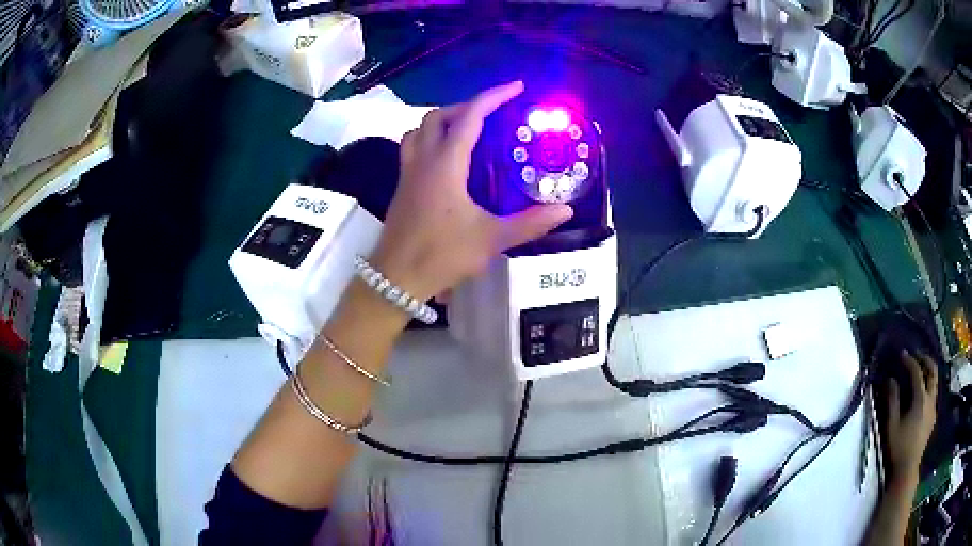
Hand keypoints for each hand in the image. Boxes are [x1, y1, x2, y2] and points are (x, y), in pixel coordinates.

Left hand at [370, 81, 573, 300]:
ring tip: (466, 130)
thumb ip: (530, 223)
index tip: (515, 87)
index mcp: (445, 165)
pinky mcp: (401, 188)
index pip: (469, 117)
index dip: (493, 97)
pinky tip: (446, 161)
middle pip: (437, 117)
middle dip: (466, 106)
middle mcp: (423, 161)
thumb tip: (565, 210)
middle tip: (492, 114)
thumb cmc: (441, 255)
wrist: (396, 279)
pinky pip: (412, 149)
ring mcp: (407, 174)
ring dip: (441, 121)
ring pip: (418, 131)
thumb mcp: (491, 240)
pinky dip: (429, 140)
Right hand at [885, 350, 937, 483]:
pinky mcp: (933, 417)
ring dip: (928, 373)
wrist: (907, 470)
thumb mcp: (891, 426)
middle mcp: (930, 399)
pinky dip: (929, 386)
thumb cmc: (897, 448)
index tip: (902, 354)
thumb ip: (892, 400)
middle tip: (916, 356)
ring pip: (935, 382)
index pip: (917, 372)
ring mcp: (933, 408)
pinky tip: (922, 394)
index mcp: (920, 399)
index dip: (910, 361)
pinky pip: (933, 394)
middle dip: (925, 360)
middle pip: (932, 370)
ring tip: (920, 372)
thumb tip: (890, 379)